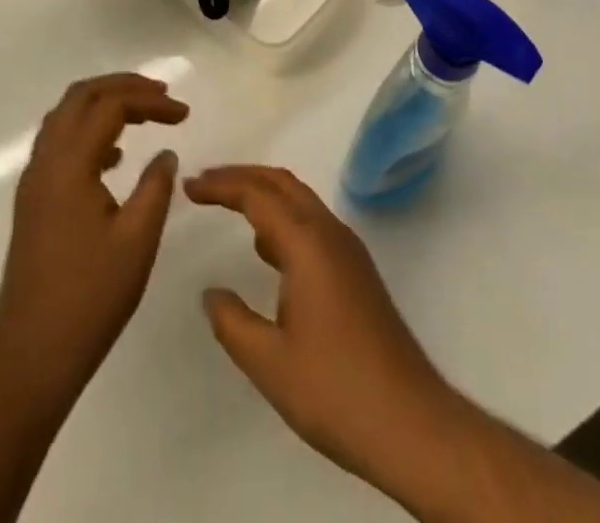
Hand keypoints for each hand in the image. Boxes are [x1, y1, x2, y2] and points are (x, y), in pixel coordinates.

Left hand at [0, 74, 187, 396]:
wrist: (31, 355)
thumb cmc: (90, 297)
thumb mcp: (137, 241)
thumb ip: (155, 187)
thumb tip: (165, 153)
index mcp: (70, 164)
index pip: (110, 106)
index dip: (150, 101)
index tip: (184, 114)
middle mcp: (45, 161)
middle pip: (81, 96)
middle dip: (122, 86)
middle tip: (161, 95)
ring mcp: (34, 180)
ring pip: (66, 116)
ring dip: (103, 104)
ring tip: (142, 114)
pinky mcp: (32, 200)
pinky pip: (59, 142)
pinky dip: (88, 131)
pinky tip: (115, 156)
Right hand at [185, 165, 459, 489]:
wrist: (411, 423)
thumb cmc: (335, 390)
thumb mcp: (269, 363)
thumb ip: (232, 322)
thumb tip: (212, 293)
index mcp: (307, 243)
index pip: (257, 194)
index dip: (220, 185)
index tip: (188, 186)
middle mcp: (330, 233)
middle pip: (281, 183)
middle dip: (241, 176)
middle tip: (204, 183)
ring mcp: (348, 250)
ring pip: (300, 200)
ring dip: (263, 194)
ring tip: (228, 205)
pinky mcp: (357, 271)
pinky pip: (312, 223)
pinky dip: (283, 217)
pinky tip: (267, 249)